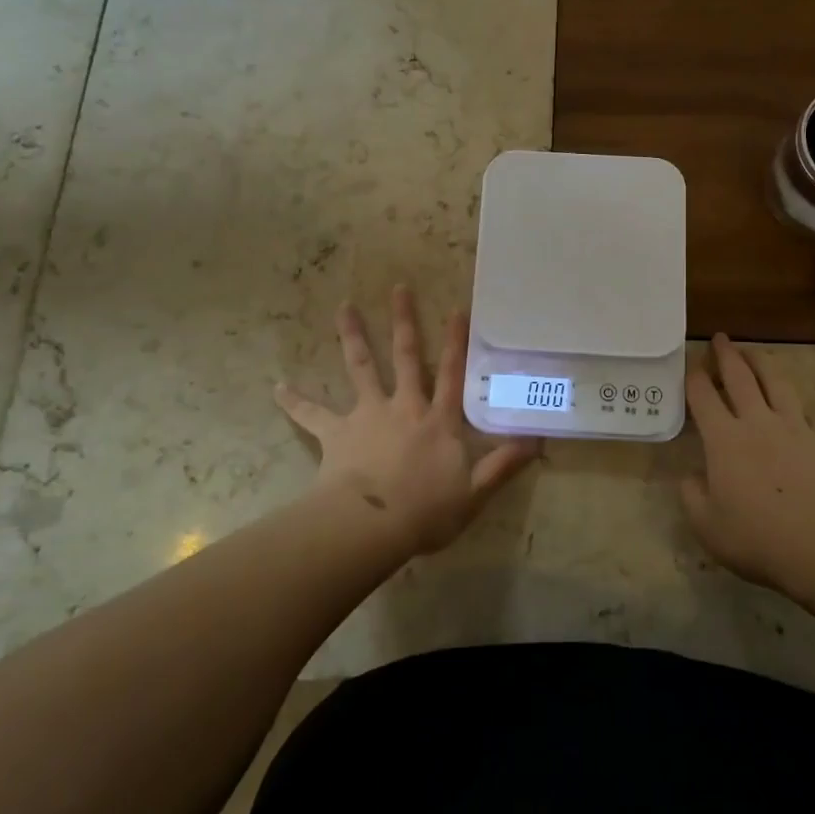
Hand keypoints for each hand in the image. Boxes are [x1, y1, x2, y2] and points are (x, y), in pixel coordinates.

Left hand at [276, 285, 537, 557]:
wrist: (372, 526)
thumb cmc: (426, 511)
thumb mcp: (474, 492)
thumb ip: (504, 464)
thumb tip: (538, 440)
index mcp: (437, 420)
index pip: (451, 374)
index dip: (457, 342)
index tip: (458, 308)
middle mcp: (404, 407)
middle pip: (404, 356)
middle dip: (403, 321)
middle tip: (398, 287)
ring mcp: (368, 415)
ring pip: (360, 368)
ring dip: (352, 337)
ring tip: (342, 307)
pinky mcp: (337, 433)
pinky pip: (312, 415)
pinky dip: (295, 401)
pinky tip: (277, 387)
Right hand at [681, 334, 814, 599]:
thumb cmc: (760, 540)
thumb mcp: (708, 527)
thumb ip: (692, 496)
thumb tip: (691, 476)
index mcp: (724, 439)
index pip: (703, 396)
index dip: (694, 376)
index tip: (691, 365)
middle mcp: (758, 422)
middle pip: (740, 376)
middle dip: (727, 354)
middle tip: (720, 338)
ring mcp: (796, 427)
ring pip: (776, 382)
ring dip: (761, 362)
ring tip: (753, 353)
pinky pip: (807, 411)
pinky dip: (794, 401)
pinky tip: (794, 404)